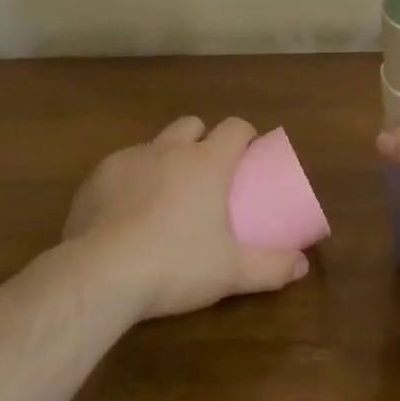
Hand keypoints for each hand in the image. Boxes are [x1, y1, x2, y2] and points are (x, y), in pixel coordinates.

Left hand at [62, 115, 309, 320]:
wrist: (100, 275)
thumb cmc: (175, 265)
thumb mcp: (231, 272)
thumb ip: (271, 267)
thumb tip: (302, 266)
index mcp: (208, 161)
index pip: (235, 127)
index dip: (245, 135)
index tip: (248, 154)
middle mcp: (170, 149)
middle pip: (192, 124)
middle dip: (201, 139)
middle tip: (205, 172)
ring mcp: (130, 159)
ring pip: (154, 144)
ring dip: (164, 158)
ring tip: (163, 195)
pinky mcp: (97, 178)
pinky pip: (120, 168)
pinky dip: (129, 181)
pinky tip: (124, 213)